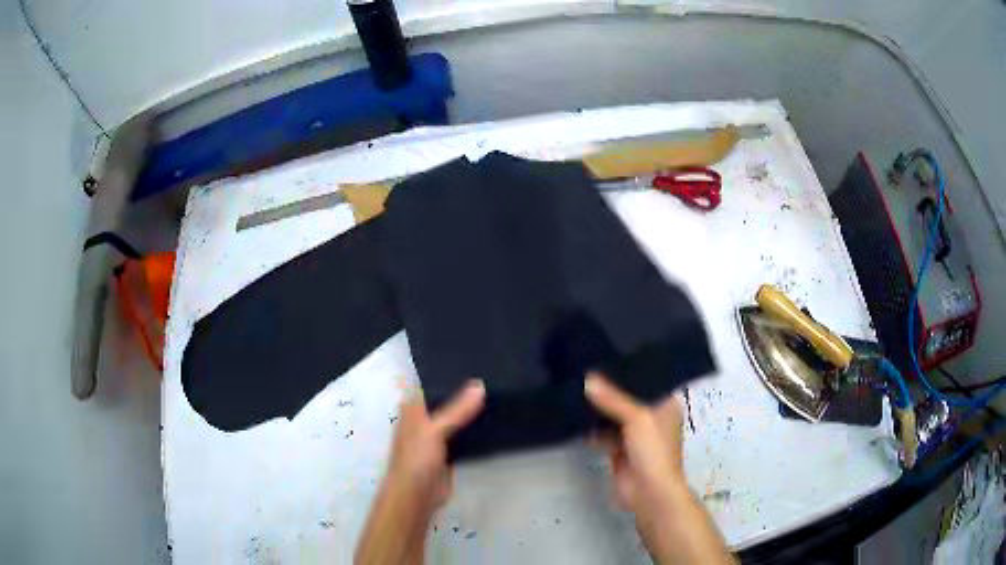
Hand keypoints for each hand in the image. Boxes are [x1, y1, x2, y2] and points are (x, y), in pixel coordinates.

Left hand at [387, 380, 485, 507]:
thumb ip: (457, 409)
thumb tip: (480, 384)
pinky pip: (462, 434)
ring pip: (453, 417)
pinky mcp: (448, 452)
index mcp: (412, 409)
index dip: (441, 371)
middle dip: (460, 389)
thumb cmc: (416, 459)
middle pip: (442, 399)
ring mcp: (435, 437)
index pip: (425, 383)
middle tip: (488, 371)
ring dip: (468, 409)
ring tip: (494, 389)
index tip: (465, 357)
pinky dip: (473, 427)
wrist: (417, 495)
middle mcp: (422, 419)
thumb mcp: (435, 430)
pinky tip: (490, 419)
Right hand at [584, 372, 685, 515]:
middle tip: (584, 368)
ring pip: (613, 415)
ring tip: (575, 386)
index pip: (647, 380)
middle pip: (627, 398)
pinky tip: (573, 416)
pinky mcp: (618, 450)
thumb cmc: (653, 451)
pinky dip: (591, 428)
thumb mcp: (637, 418)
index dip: (629, 368)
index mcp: (665, 405)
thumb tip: (588, 378)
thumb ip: (613, 398)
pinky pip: (603, 433)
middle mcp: (651, 416)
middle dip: (608, 389)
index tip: (606, 353)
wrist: (648, 493)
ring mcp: (634, 435)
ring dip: (597, 408)